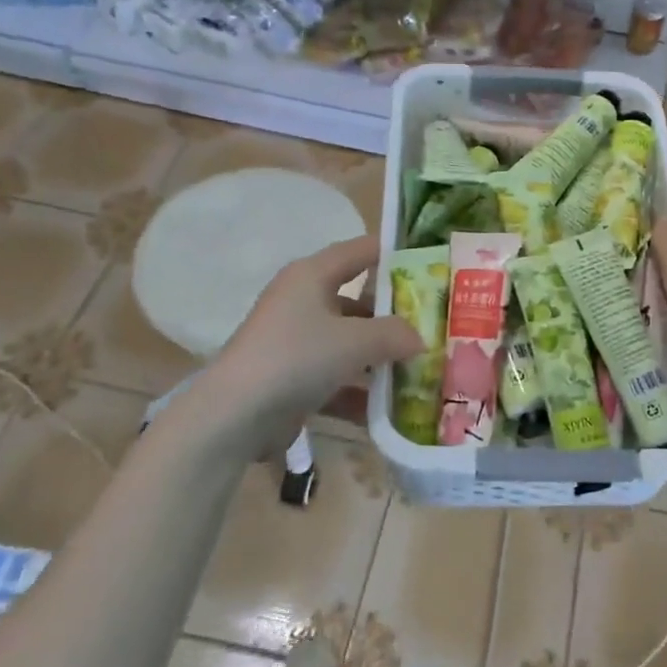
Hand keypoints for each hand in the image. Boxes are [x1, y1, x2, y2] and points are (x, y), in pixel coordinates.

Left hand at [203, 235, 423, 427]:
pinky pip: (334, 377)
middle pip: (358, 300)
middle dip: (394, 315)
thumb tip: (420, 338)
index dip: (396, 255)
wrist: (234, 416)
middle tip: (432, 325)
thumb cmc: (297, 357)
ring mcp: (295, 342)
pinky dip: (358, 390)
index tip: (431, 267)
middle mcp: (302, 301)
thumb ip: (395, 334)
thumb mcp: (355, 341)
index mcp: (312, 275)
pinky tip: (388, 409)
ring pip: (348, 342)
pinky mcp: (290, 378)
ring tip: (419, 369)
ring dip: (379, 357)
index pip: (362, 251)